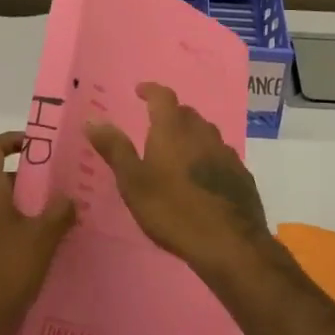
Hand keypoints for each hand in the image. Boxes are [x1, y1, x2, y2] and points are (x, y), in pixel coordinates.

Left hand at [0, 132, 76, 334]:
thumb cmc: (1, 274)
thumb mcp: (40, 241)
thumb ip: (58, 214)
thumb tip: (69, 198)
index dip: (11, 140)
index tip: (35, 146)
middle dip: (24, 181)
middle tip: (55, 190)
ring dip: (18, 208)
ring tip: (50, 222)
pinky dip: (7, 229)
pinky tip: (32, 251)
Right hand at [86, 82, 271, 275]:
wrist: (229, 243)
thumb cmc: (172, 210)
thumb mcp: (133, 183)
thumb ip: (114, 149)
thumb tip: (93, 120)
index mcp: (173, 129)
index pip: (162, 96)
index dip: (150, 90)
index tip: (140, 91)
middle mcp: (202, 133)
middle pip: (186, 113)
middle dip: (170, 115)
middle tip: (155, 127)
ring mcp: (226, 153)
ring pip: (206, 134)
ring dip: (191, 135)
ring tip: (177, 152)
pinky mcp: (241, 175)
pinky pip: (220, 156)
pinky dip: (208, 157)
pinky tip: (202, 177)